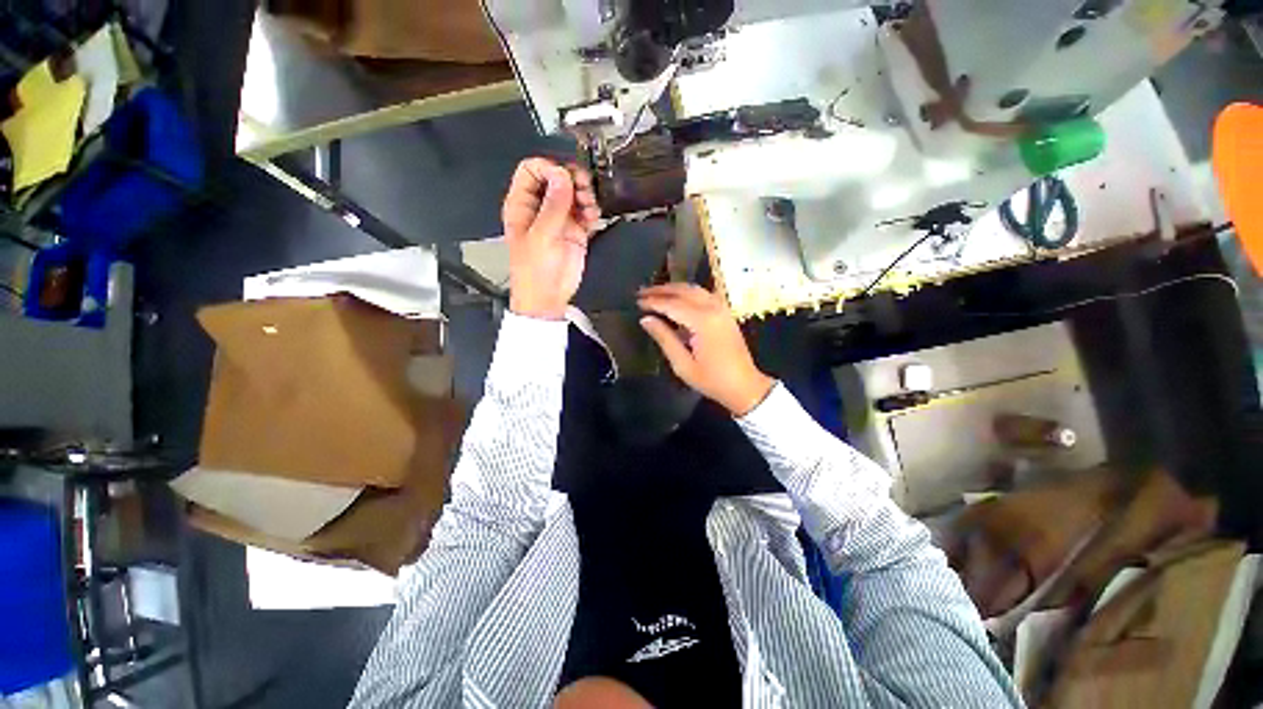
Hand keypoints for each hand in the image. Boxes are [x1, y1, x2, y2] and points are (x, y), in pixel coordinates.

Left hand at [502, 158, 600, 319]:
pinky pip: (586, 211)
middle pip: (557, 178)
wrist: (548, 298)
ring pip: (574, 193)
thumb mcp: (541, 237)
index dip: (549, 169)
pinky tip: (593, 220)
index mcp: (522, 205)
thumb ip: (553, 206)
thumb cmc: (535, 271)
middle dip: (573, 180)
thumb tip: (562, 175)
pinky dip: (592, 212)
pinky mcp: (576, 231)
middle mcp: (541, 207)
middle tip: (584, 190)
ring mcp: (559, 218)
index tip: (565, 178)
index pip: (532, 170)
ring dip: (585, 196)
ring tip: (589, 209)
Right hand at [637, 284, 773, 416]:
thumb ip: (664, 338)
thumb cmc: (711, 380)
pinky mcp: (726, 312)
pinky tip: (678, 298)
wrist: (744, 386)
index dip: (653, 302)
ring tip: (656, 292)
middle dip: (661, 290)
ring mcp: (722, 308)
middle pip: (683, 291)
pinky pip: (704, 294)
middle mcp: (713, 308)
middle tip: (642, 292)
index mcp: (703, 321)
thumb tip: (645, 320)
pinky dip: (688, 292)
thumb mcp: (682, 364)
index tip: (637, 301)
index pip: (672, 305)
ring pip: (695, 289)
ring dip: (674, 288)